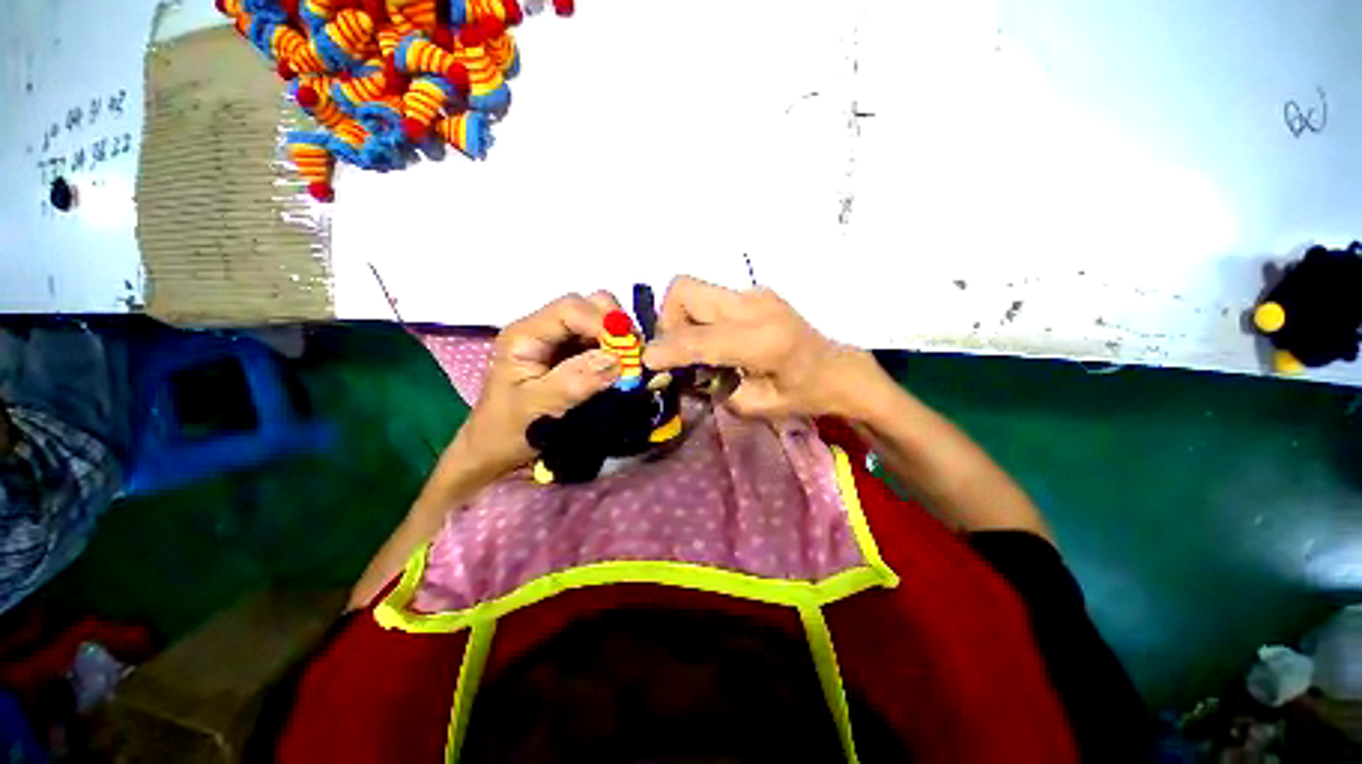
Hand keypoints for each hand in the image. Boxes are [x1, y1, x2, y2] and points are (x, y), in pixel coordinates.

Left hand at [456, 292, 622, 478]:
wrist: (496, 449)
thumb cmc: (509, 430)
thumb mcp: (538, 408)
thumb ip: (574, 382)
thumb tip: (616, 360)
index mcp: (526, 335)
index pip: (571, 309)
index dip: (603, 323)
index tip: (625, 351)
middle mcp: (544, 329)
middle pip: (588, 305)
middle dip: (616, 326)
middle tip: (633, 355)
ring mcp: (560, 341)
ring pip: (599, 320)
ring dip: (620, 338)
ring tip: (631, 364)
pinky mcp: (572, 354)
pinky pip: (602, 341)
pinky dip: (618, 350)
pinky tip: (624, 368)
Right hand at [643, 276, 876, 418]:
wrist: (837, 369)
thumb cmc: (803, 395)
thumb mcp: (755, 406)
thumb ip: (712, 387)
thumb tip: (675, 372)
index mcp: (764, 341)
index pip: (700, 338)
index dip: (667, 349)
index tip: (648, 362)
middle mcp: (756, 306)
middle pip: (684, 290)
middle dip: (668, 322)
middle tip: (677, 353)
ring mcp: (754, 293)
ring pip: (693, 290)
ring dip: (681, 318)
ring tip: (696, 349)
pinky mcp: (753, 292)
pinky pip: (708, 297)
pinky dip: (698, 317)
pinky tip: (714, 341)